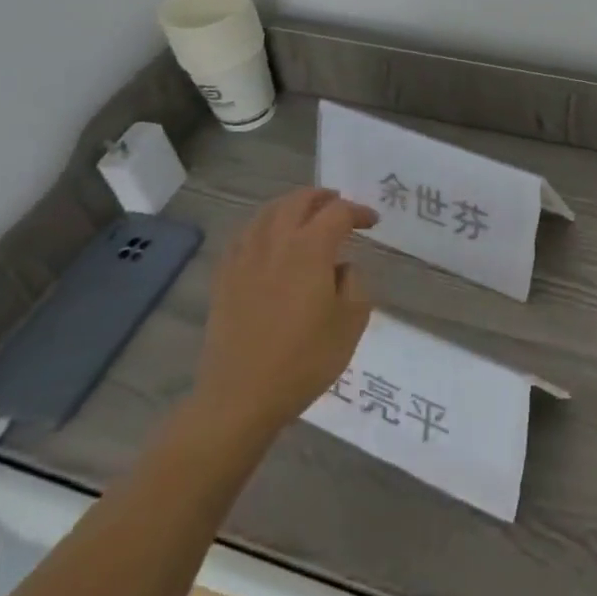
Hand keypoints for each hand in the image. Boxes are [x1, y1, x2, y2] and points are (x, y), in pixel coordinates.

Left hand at [188, 188, 375, 446]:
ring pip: (266, 213)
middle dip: (322, 197)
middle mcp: (275, 244)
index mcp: (310, 250)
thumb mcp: (351, 323)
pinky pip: (243, 237)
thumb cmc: (304, 361)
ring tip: (304, 215)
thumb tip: (341, 267)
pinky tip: (267, 240)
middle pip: (297, 201)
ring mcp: (245, 259)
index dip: (358, 212)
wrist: (240, 398)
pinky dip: (261, 227)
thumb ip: (354, 284)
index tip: (372, 222)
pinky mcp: (224, 279)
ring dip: (290, 206)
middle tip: (338, 205)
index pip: (338, 213)